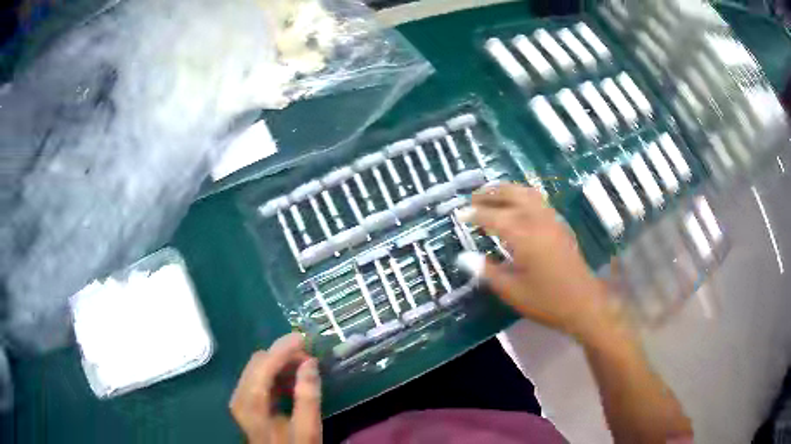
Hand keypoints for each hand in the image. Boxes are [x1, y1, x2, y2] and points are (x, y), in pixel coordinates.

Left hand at [230, 333, 321, 443]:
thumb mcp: (307, 428)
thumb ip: (308, 396)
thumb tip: (310, 362)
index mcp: (250, 402)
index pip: (264, 364)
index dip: (283, 349)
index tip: (305, 338)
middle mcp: (239, 395)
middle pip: (258, 361)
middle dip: (283, 355)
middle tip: (310, 358)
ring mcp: (240, 398)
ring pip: (258, 367)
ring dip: (280, 363)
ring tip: (305, 368)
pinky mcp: (246, 401)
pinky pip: (258, 377)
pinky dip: (276, 374)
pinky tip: (292, 381)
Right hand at [459, 184, 619, 341]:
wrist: (583, 303)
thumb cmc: (546, 300)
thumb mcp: (511, 291)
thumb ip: (487, 271)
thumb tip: (463, 257)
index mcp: (524, 237)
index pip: (494, 217)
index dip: (474, 214)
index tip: (460, 214)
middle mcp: (539, 221)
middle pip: (513, 194)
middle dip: (491, 193)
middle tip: (474, 198)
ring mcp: (552, 220)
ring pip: (528, 193)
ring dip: (508, 190)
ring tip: (492, 196)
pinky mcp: (560, 225)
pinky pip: (538, 201)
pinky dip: (522, 196)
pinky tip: (517, 207)